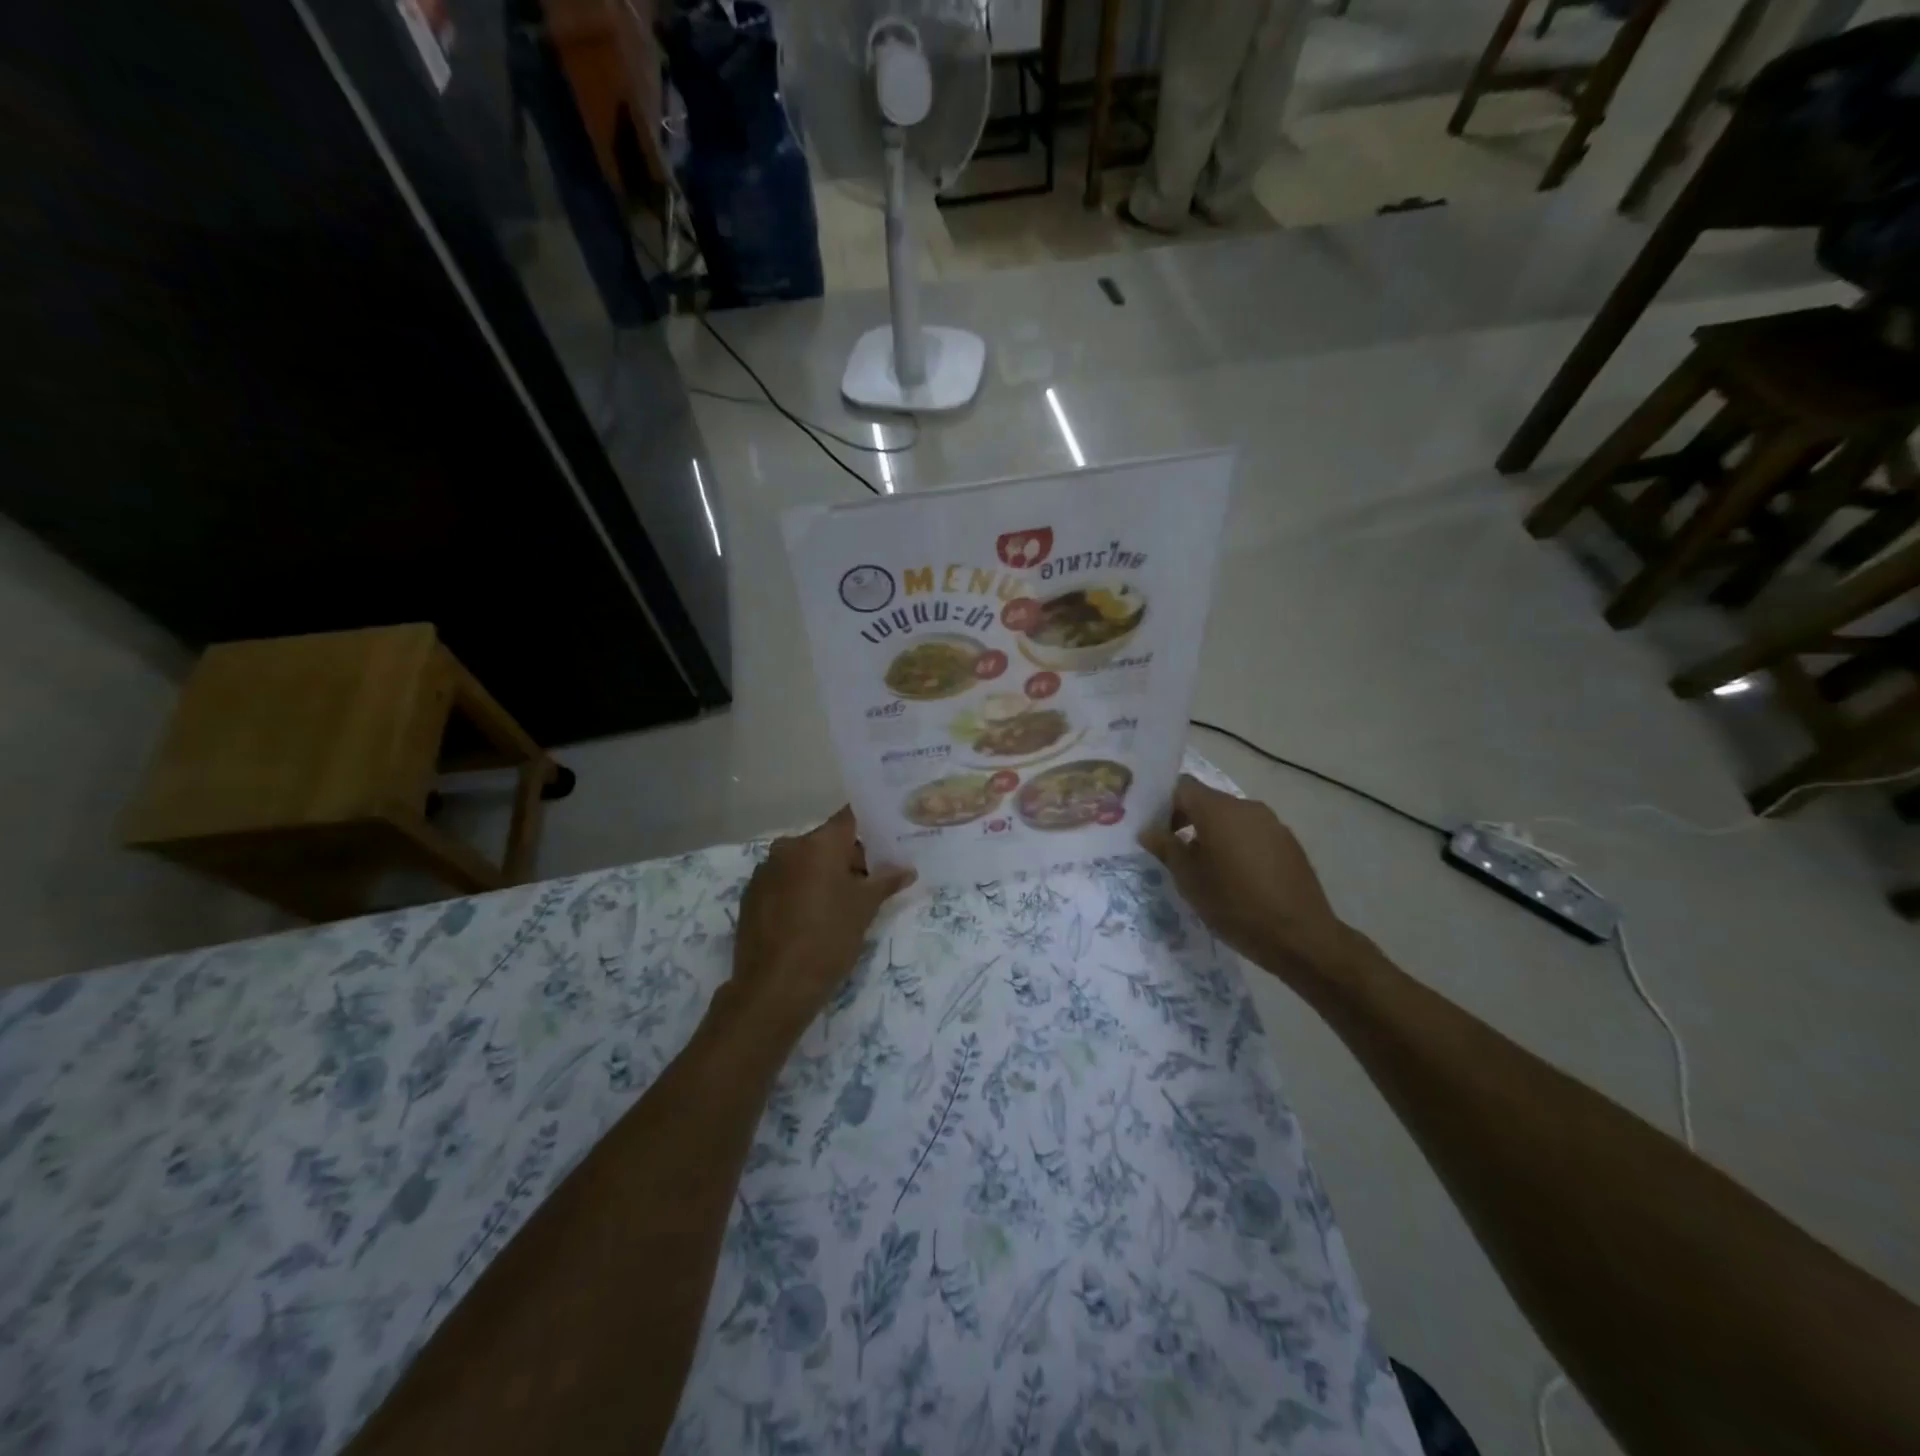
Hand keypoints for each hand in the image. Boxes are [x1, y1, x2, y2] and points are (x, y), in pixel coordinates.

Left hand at [725, 808, 915, 1040]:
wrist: (774, 987)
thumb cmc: (828, 938)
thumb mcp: (865, 909)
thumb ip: (886, 882)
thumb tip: (907, 869)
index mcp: (819, 843)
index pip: (849, 818)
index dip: (870, 825)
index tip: (886, 838)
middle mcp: (788, 847)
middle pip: (826, 842)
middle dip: (849, 857)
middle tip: (870, 882)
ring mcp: (765, 870)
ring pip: (804, 862)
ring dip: (823, 874)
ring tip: (842, 904)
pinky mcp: (751, 894)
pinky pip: (784, 880)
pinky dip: (800, 889)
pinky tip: (811, 917)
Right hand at [1140, 775, 1355, 983]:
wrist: (1300, 936)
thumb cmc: (1234, 905)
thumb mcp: (1189, 879)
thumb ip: (1166, 848)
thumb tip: (1148, 831)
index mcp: (1218, 810)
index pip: (1182, 787)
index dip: (1164, 803)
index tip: (1157, 831)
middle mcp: (1246, 807)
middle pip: (1208, 801)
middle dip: (1188, 820)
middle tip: (1176, 852)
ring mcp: (1272, 823)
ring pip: (1232, 818)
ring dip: (1214, 834)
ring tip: (1208, 869)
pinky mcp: (1289, 842)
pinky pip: (1253, 833)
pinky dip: (1238, 845)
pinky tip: (1238, 877)